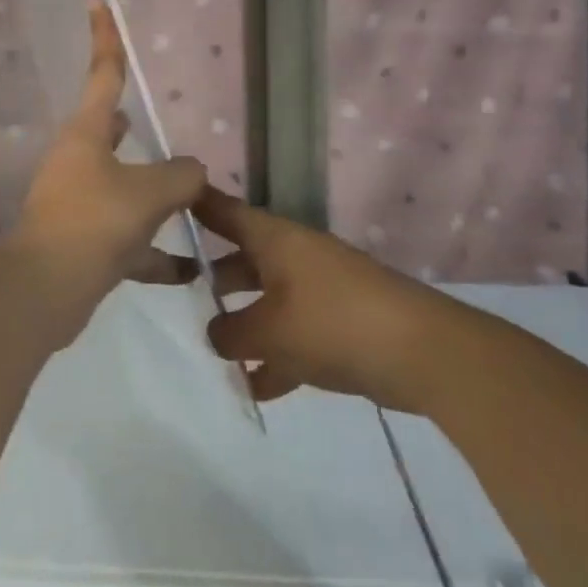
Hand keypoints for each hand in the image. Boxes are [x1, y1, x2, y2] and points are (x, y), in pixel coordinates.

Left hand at [13, 2, 206, 310]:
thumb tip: (193, 171)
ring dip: (150, 194)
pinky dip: (152, 251)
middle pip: (107, 131)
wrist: (45, 289)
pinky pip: (125, 237)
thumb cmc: (96, 220)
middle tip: (143, 118)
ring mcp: (75, 201)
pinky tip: (187, 269)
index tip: (95, 1)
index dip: (104, 36)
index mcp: (88, 133)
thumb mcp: (152, 191)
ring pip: (120, 186)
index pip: (104, 73)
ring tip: (188, 199)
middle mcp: (77, 161)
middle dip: (126, 125)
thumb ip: (182, 175)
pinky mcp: (80, 241)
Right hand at [197, 187, 448, 411]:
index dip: (197, 205)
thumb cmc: (332, 323)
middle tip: (179, 292)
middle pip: (244, 259)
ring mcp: (319, 289)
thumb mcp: (269, 330)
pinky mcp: (340, 323)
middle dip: (215, 277)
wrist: (420, 351)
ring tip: (212, 348)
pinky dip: (276, 356)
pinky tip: (256, 388)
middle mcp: (294, 256)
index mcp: (275, 240)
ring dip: (245, 323)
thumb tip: (217, 334)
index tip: (167, 198)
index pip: (226, 212)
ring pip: (268, 299)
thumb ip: (232, 332)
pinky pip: (295, 334)